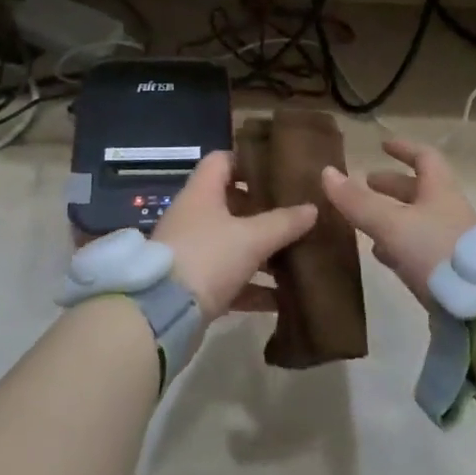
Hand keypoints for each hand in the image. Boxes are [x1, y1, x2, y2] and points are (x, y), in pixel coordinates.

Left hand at [154, 152, 316, 323]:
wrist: (163, 314)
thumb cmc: (207, 258)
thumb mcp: (251, 238)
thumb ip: (283, 223)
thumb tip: (312, 208)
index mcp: (202, 193)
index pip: (223, 160)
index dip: (249, 161)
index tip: (278, 170)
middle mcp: (194, 216)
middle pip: (231, 203)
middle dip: (263, 209)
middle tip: (296, 213)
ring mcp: (192, 251)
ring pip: (232, 242)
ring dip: (261, 250)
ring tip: (298, 253)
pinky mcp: (194, 284)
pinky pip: (230, 278)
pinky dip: (253, 286)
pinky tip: (282, 298)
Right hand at [321, 140, 475, 306]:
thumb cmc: (436, 251)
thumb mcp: (392, 223)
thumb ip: (358, 201)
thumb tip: (327, 172)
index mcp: (440, 191)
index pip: (425, 158)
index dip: (404, 149)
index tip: (382, 145)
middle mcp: (449, 212)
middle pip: (420, 191)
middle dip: (391, 185)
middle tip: (365, 184)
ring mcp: (451, 243)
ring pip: (417, 220)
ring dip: (392, 216)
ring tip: (364, 222)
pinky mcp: (448, 273)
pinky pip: (419, 249)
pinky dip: (398, 245)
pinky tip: (383, 256)